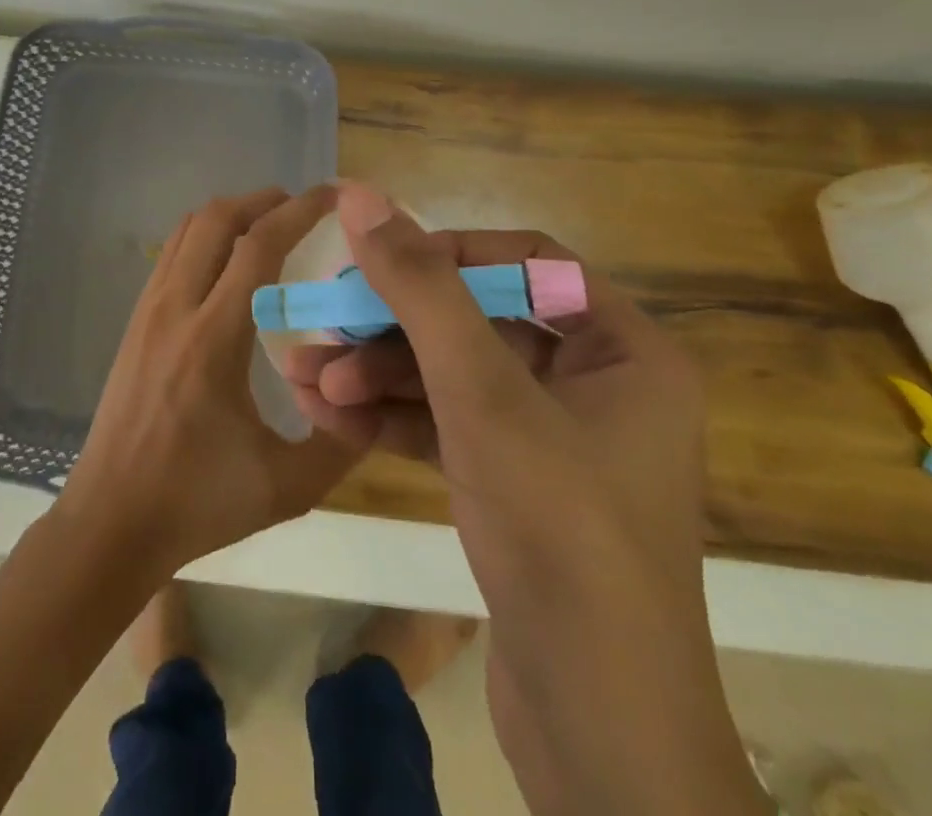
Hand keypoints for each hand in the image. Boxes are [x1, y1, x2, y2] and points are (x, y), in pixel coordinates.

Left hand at [56, 185, 359, 577]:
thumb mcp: (286, 486)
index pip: (258, 246)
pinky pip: (171, 253)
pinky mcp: (135, 322)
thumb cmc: (196, 503)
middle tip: (301, 207)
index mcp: (213, 339)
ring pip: (187, 229)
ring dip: (231, 214)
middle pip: (216, 219)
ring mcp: (148, 311)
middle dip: (263, 200)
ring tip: (268, 226)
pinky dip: (204, 236)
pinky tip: (228, 264)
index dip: (299, 210)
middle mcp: (176, 309)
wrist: (109, 523)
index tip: (332, 195)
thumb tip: (372, 397)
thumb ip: (340, 442)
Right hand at [279, 184, 706, 599]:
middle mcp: (599, 385)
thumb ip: (421, 288)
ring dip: (380, 375)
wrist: (598, 734)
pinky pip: (452, 428)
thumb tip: (362, 196)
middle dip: (394, 327)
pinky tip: (328, 416)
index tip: (379, 264)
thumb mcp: (482, 393)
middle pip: (480, 322)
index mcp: (625, 350)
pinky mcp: (518, 487)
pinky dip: (394, 420)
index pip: (528, 262)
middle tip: (323, 328)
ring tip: (305, 379)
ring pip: (456, 378)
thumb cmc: (558, 531)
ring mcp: (556, 440)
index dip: (449, 253)